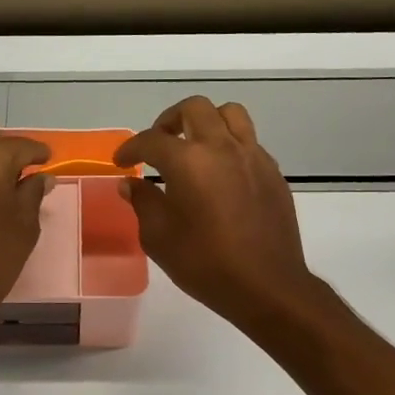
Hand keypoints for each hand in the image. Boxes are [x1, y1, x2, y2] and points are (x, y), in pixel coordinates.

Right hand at [116, 97, 318, 329]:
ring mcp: (252, 157)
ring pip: (230, 114)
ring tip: (195, 146)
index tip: (121, 162)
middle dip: (169, 120)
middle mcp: (222, 148)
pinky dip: (230, 146)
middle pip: (195, 109)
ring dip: (207, 122)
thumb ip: (143, 202)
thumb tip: (131, 183)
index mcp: (188, 161)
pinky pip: (249, 142)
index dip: (130, 148)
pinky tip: (221, 174)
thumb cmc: (205, 263)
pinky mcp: (273, 172)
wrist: (266, 286)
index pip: (151, 140)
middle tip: (159, 144)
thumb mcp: (158, 237)